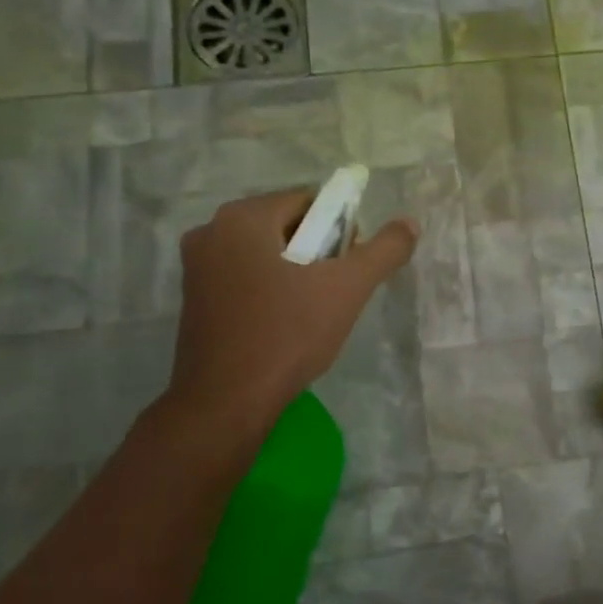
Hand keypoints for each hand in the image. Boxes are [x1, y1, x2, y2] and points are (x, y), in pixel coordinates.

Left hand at [162, 189, 417, 422]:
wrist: (228, 401)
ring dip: (295, 272)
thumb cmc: (288, 333)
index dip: (339, 229)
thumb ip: (384, 250)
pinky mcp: (192, 300)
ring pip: (264, 253)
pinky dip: (269, 289)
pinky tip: (283, 323)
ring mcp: (196, 267)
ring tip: (313, 310)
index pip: (308, 202)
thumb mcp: (349, 287)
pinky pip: (244, 277)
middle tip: (336, 290)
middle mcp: (211, 231)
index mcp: (243, 217)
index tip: (349, 266)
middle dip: (317, 251)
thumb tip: (410, 225)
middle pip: (285, 226)